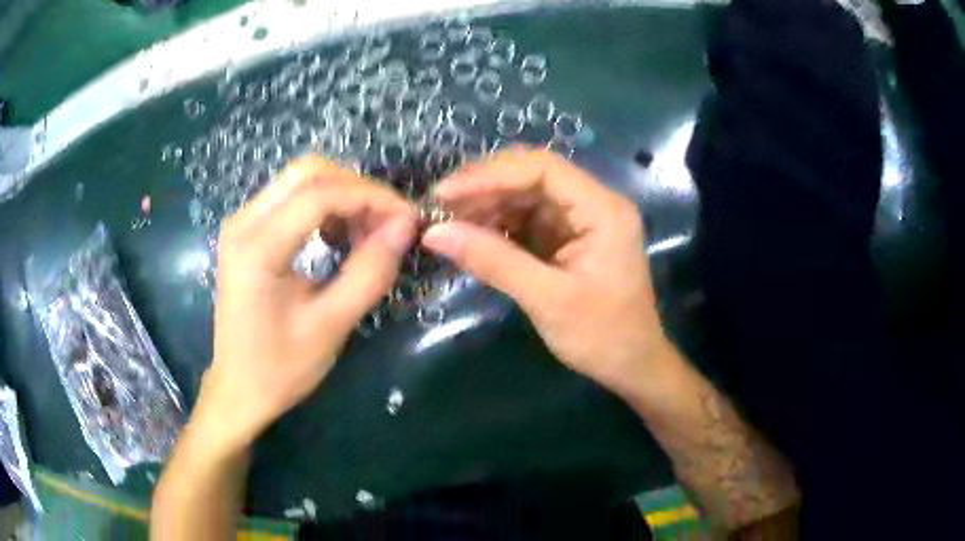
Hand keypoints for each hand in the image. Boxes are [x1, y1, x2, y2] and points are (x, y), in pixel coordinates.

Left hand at [196, 157, 416, 453]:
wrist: (239, 389)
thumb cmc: (280, 368)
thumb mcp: (331, 326)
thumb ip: (369, 273)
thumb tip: (405, 226)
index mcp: (257, 248)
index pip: (320, 195)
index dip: (371, 198)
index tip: (409, 218)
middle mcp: (243, 222)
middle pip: (308, 172)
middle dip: (357, 188)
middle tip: (389, 222)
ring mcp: (242, 223)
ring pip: (301, 180)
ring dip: (342, 195)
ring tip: (369, 230)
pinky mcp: (247, 231)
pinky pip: (292, 198)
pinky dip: (325, 205)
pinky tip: (340, 234)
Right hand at [422, 147, 667, 395]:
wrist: (631, 365)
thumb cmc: (601, 336)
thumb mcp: (547, 299)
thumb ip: (493, 261)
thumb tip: (434, 233)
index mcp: (602, 209)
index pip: (542, 169)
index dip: (490, 175)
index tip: (445, 193)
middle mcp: (592, 204)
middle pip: (531, 177)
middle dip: (484, 188)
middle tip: (438, 207)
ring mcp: (579, 221)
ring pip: (525, 197)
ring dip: (485, 207)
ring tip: (446, 223)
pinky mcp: (566, 239)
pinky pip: (526, 220)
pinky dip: (496, 226)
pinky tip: (469, 236)